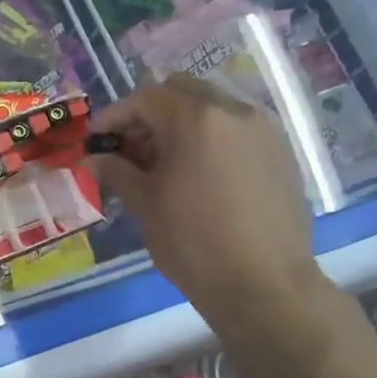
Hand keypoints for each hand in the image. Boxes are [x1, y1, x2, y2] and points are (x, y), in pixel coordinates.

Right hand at [92, 75, 324, 329]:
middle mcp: (235, 111)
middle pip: (183, 92)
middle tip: (129, 147)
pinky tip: (197, 174)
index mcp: (196, 118)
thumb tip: (95, 158)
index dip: (115, 116)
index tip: (96, 139)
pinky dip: (210, 139)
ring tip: (162, 163)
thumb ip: (118, 172)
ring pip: (213, 108)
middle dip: (150, 113)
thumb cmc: (193, 242)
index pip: (146, 98)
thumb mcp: (145, 204)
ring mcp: (264, 130)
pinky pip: (237, 130)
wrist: (263, 284)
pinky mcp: (281, 153)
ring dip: (182, 124)